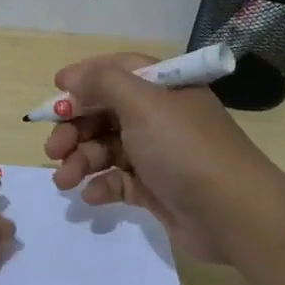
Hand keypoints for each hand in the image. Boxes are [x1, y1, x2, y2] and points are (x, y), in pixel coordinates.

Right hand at [44, 53, 279, 261]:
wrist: (232, 213)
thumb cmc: (184, 148)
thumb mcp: (143, 104)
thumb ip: (103, 83)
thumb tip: (73, 80)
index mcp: (162, 88)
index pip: (117, 71)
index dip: (85, 78)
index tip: (55, 91)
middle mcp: (159, 116)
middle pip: (104, 112)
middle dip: (73, 128)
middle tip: (52, 149)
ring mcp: (157, 153)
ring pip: (106, 148)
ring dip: (80, 160)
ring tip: (65, 180)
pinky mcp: (155, 188)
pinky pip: (118, 180)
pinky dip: (101, 185)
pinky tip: (92, 196)